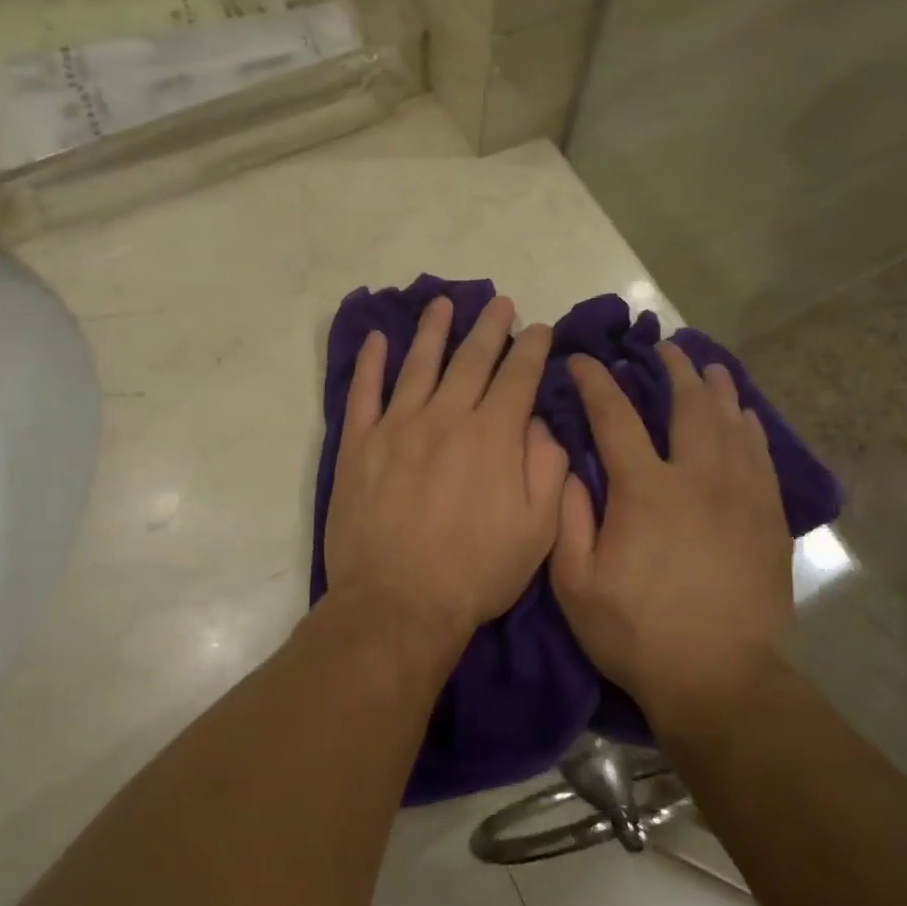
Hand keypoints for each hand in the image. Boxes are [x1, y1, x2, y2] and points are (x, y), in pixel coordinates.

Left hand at [324, 295, 569, 647]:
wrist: (398, 603)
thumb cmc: (475, 572)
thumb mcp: (537, 531)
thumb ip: (546, 469)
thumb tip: (538, 424)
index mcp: (492, 436)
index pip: (518, 377)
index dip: (532, 349)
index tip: (541, 328)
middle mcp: (445, 417)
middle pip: (471, 359)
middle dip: (490, 328)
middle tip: (499, 302)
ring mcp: (397, 426)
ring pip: (418, 364)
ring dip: (433, 330)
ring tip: (442, 303)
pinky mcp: (360, 444)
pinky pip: (363, 392)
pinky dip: (370, 363)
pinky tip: (377, 339)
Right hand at [550, 341, 793, 735]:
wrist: (721, 683)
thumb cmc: (637, 633)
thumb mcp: (575, 583)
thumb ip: (568, 517)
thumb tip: (569, 465)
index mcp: (645, 489)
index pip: (615, 416)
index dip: (596, 382)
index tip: (584, 360)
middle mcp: (696, 478)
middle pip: (688, 406)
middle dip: (674, 370)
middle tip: (664, 349)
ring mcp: (740, 497)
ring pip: (731, 424)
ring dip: (717, 390)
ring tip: (709, 367)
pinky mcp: (768, 520)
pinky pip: (762, 457)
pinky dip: (751, 429)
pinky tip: (746, 417)